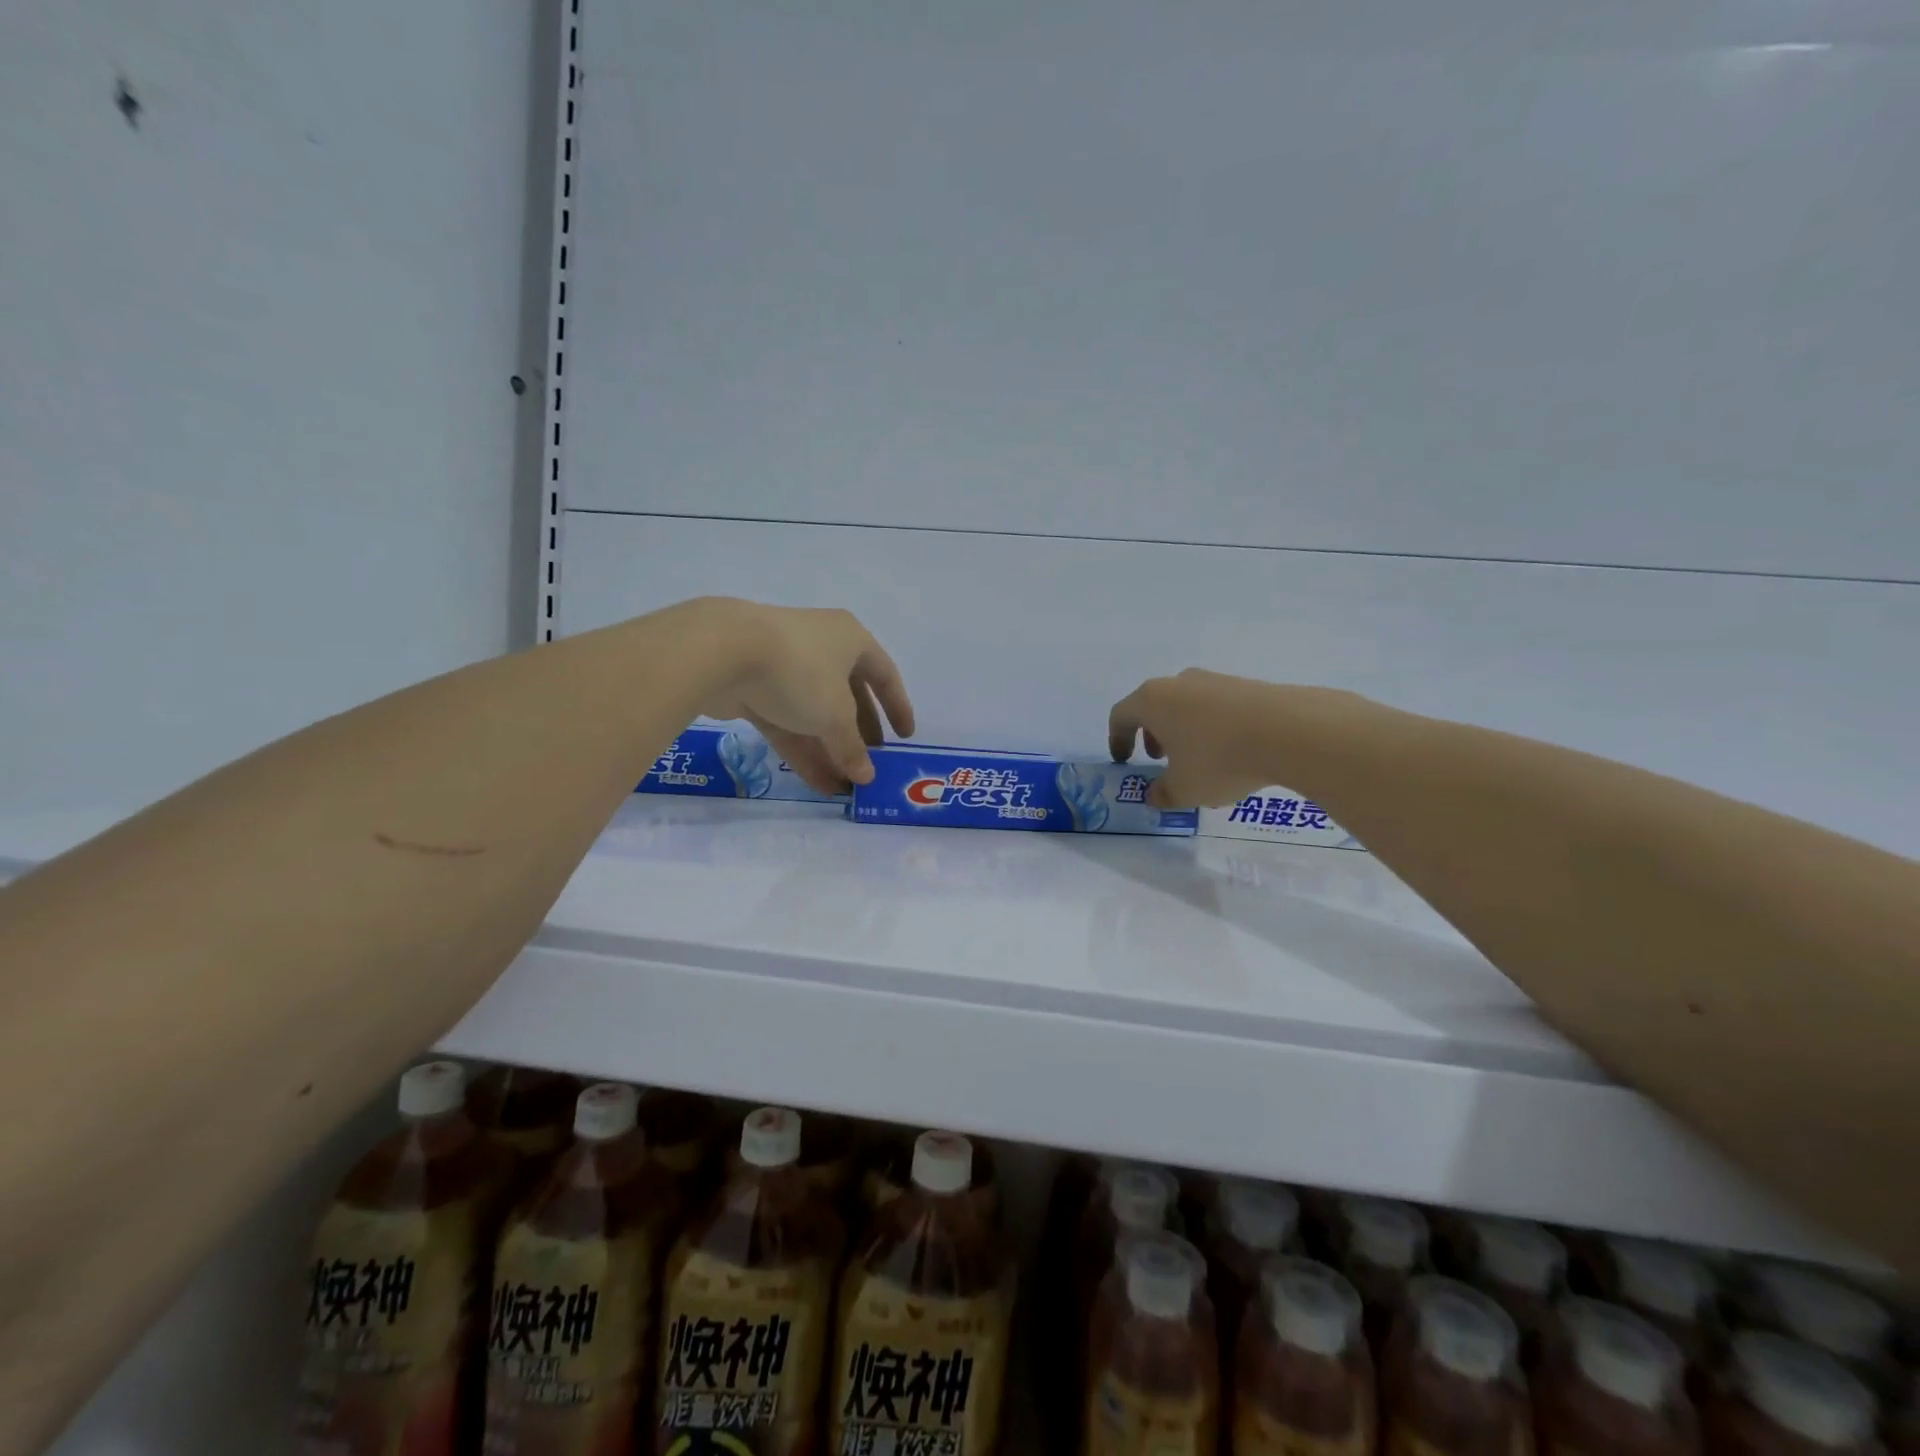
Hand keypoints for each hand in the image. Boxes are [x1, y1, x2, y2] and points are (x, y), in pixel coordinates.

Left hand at [696, 600, 914, 792]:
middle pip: (849, 695)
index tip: (905, 736)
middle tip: (870, 763)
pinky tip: (817, 782)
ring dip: (830, 749)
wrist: (723, 652)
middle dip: (859, 733)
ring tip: (844, 785)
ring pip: (815, 713)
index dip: (897, 706)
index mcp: (850, 639)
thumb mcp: (835, 715)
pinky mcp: (754, 687)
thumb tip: (866, 776)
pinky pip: (787, 722)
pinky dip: (802, 749)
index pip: (885, 674)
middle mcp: (821, 647)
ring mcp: (784, 666)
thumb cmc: (800, 672)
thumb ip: (852, 747)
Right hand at [1107, 668, 1295, 807]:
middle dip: (1153, 733)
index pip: (1121, 715)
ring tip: (1200, 759)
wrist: (1290, 731)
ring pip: (1187, 705)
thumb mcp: (1184, 789)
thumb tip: (1154, 795)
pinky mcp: (1247, 686)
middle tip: (1161, 759)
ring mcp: (1215, 680)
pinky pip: (1218, 707)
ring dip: (1184, 730)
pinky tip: (1232, 752)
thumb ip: (1163, 794)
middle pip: (1154, 705)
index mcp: (1153, 701)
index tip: (1124, 760)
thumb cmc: (1218, 759)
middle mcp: (1179, 683)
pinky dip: (1213, 727)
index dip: (1117, 739)